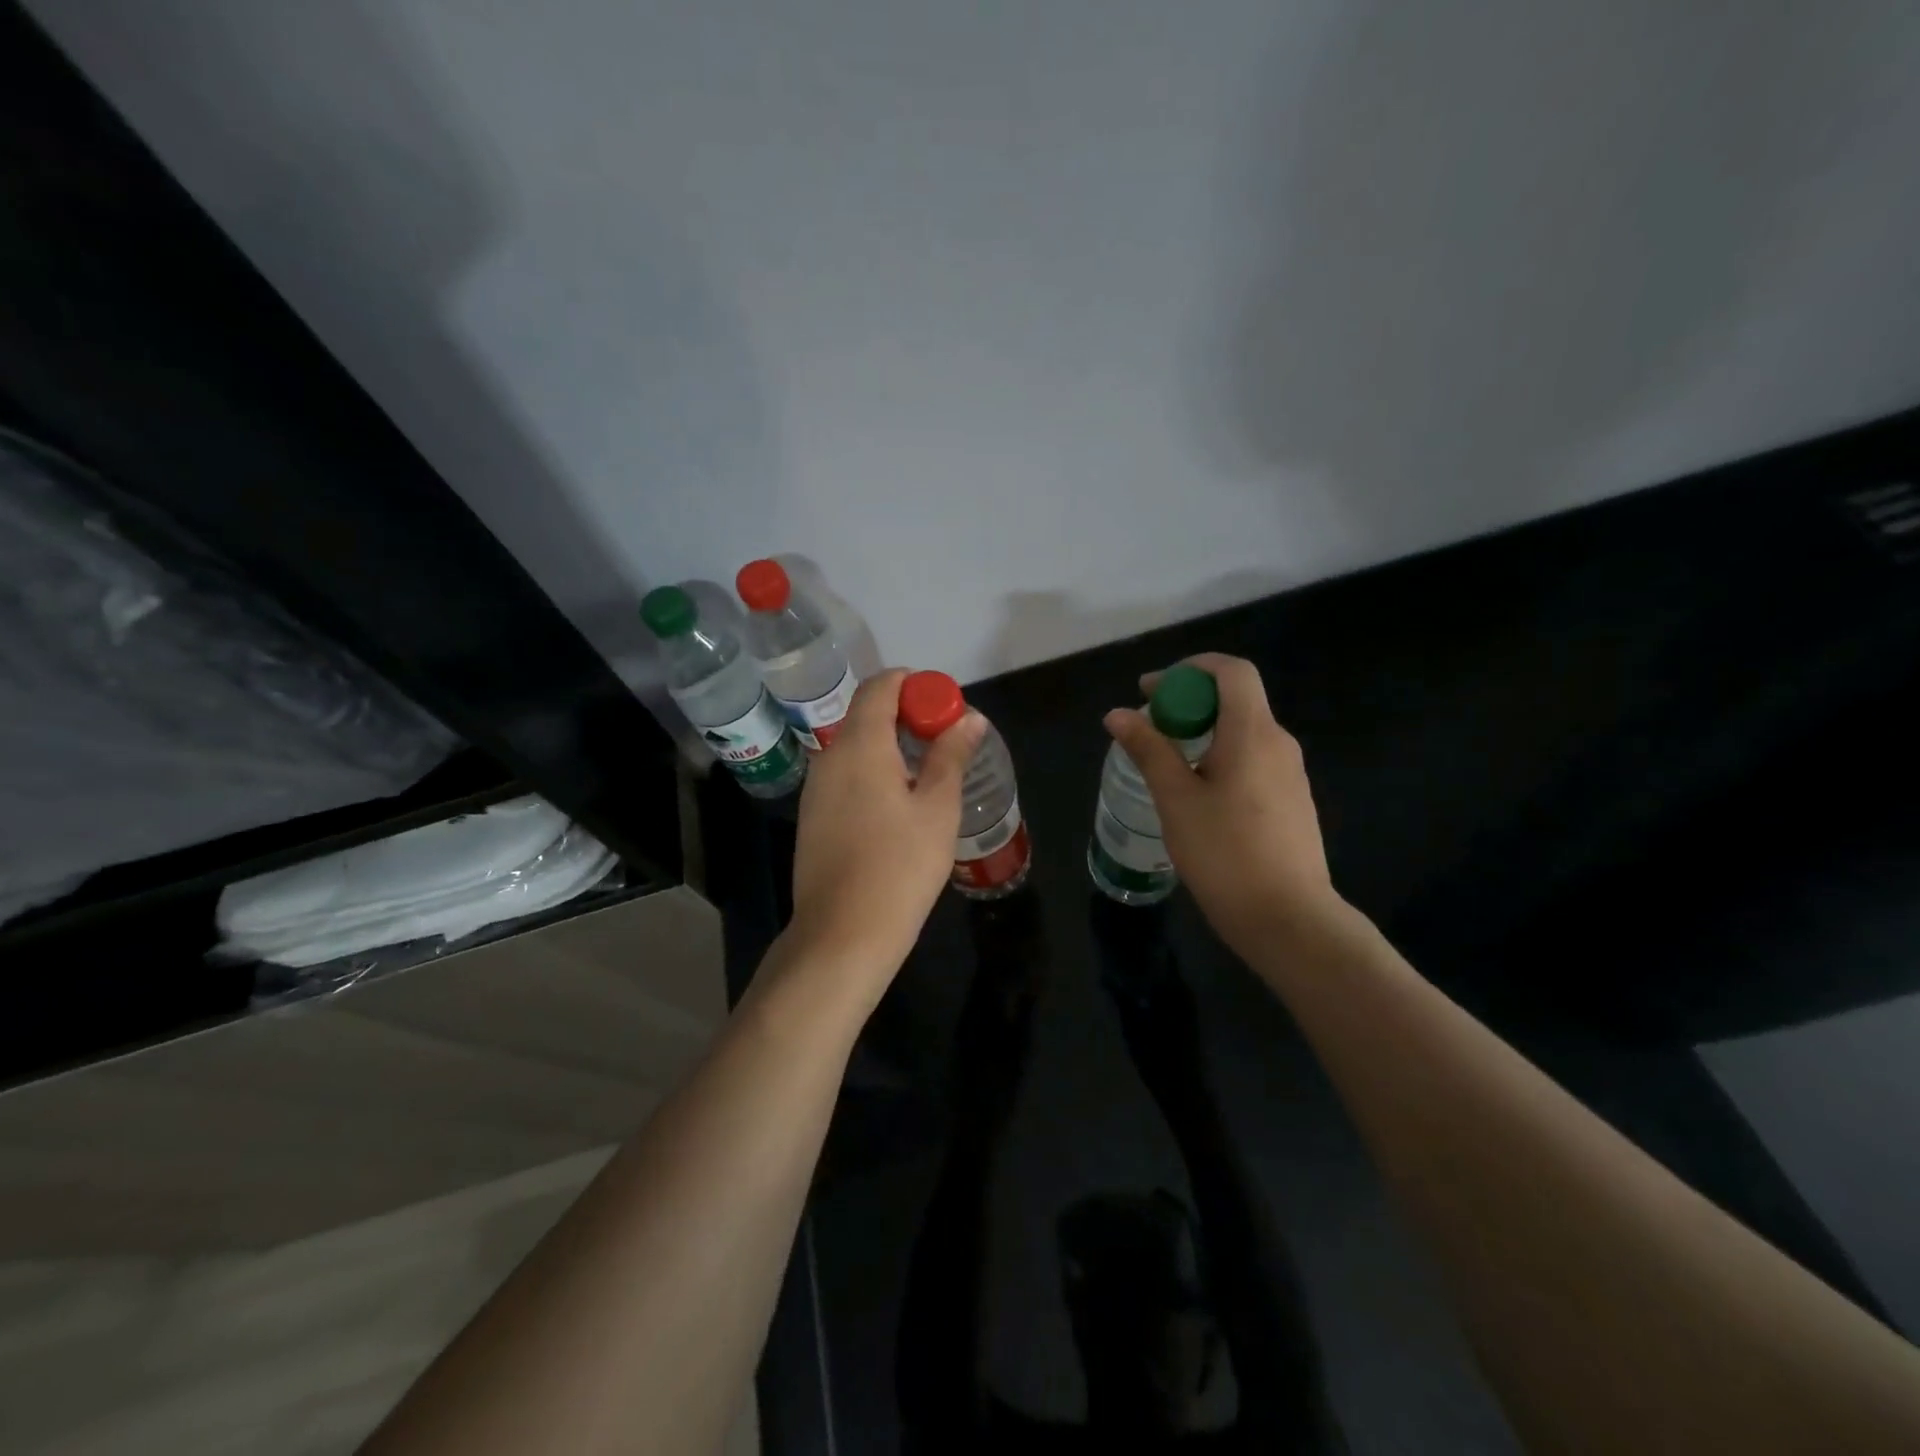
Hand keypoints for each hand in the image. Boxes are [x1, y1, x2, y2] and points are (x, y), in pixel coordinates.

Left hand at [785, 668, 986, 1001]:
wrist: (842, 935)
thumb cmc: (899, 867)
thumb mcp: (938, 808)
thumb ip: (951, 755)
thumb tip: (969, 718)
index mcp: (860, 744)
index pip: (882, 686)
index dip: (916, 685)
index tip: (946, 707)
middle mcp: (830, 756)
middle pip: (868, 713)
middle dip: (908, 716)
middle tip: (947, 742)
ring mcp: (816, 788)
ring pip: (856, 746)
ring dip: (892, 745)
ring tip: (930, 774)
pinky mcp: (813, 816)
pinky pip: (846, 774)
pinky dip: (874, 770)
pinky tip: (899, 804)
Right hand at [1103, 653, 1344, 961]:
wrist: (1289, 919)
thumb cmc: (1225, 854)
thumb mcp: (1176, 799)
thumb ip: (1149, 750)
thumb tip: (1118, 713)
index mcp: (1253, 733)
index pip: (1231, 671)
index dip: (1190, 668)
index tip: (1153, 690)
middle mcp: (1279, 743)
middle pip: (1237, 699)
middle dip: (1189, 701)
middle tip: (1151, 727)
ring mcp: (1291, 773)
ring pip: (1244, 731)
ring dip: (1204, 730)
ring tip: (1167, 761)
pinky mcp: (1292, 800)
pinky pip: (1253, 759)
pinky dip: (1221, 756)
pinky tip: (1198, 793)